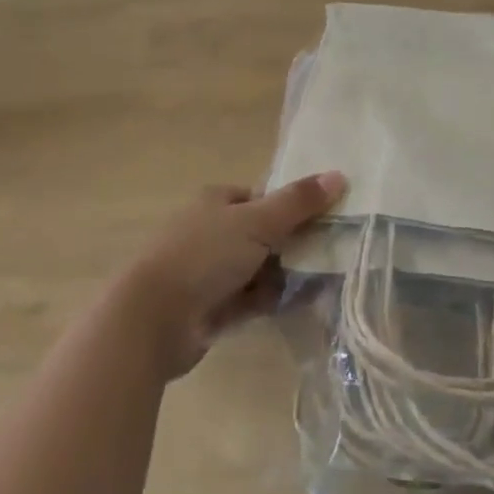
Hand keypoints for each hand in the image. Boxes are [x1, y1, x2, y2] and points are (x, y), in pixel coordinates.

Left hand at [116, 172, 345, 379]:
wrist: (154, 318)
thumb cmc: (204, 255)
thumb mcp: (257, 221)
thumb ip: (298, 202)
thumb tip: (339, 175)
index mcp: (216, 201)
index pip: (262, 198)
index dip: (292, 207)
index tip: (325, 220)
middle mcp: (211, 232)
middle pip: (263, 234)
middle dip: (293, 245)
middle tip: (330, 254)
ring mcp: (209, 272)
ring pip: (258, 268)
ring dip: (285, 275)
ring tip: (322, 281)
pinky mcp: (211, 307)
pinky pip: (250, 299)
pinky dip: (270, 300)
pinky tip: (299, 303)